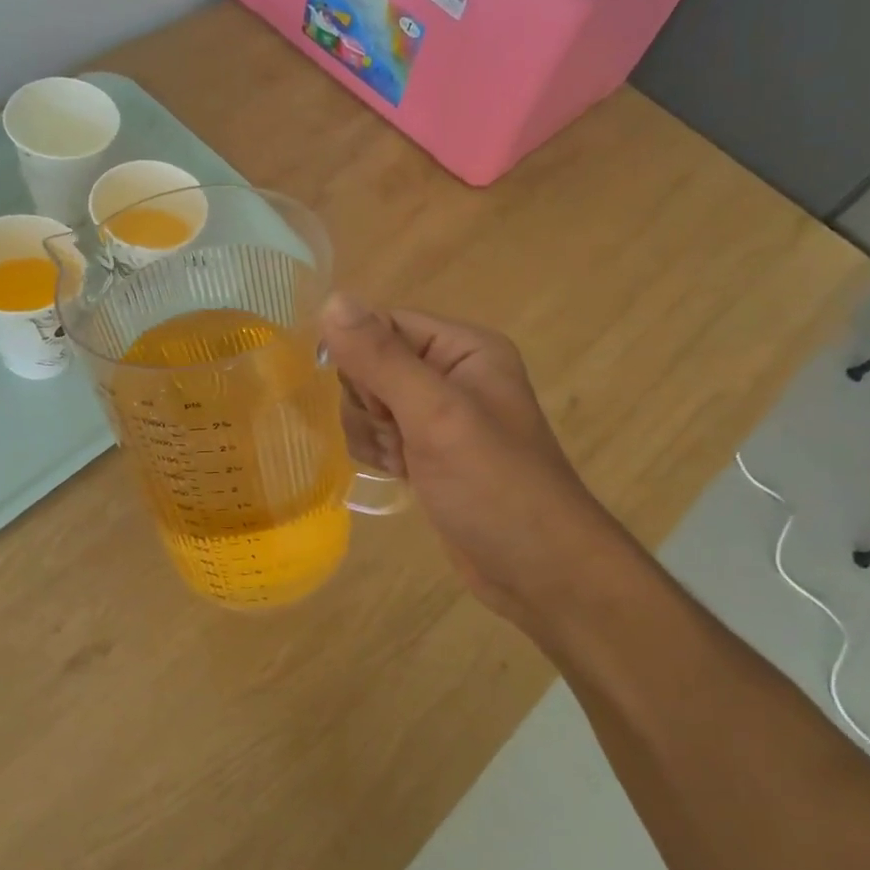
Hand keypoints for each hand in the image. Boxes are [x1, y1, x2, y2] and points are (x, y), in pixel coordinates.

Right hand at [322, 297, 607, 636]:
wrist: (537, 569)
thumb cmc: (494, 486)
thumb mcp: (436, 415)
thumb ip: (381, 358)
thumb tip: (332, 299)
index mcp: (463, 348)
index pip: (384, 325)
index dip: (362, 359)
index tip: (378, 403)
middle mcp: (450, 374)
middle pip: (370, 365)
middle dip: (370, 405)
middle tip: (400, 437)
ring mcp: (438, 416)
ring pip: (367, 404)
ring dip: (373, 435)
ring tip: (405, 462)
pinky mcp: (427, 452)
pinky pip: (378, 435)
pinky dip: (379, 454)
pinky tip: (401, 475)